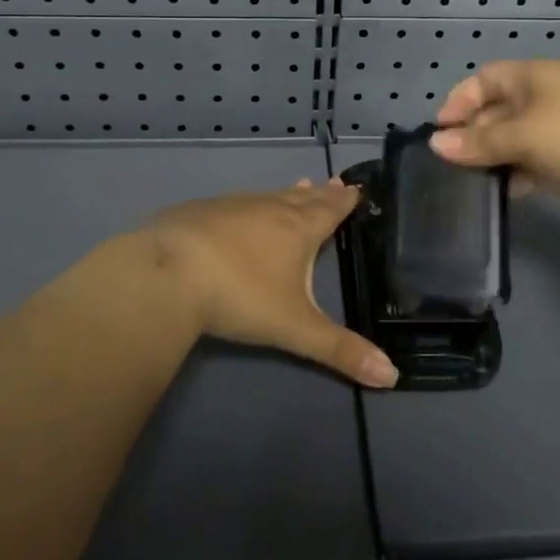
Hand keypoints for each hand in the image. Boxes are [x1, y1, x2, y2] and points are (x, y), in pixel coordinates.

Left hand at [144, 180, 397, 387]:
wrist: (166, 272)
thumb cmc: (239, 295)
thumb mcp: (295, 328)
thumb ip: (340, 351)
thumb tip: (393, 377)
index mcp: (297, 229)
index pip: (329, 210)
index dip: (345, 201)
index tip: (356, 188)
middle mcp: (268, 209)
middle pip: (302, 198)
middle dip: (320, 193)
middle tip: (335, 182)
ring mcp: (231, 206)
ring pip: (268, 197)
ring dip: (287, 195)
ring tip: (297, 187)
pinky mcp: (200, 211)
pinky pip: (236, 203)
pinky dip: (251, 204)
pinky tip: (241, 210)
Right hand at [430, 60, 559, 218]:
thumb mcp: (523, 136)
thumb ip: (478, 142)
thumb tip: (436, 143)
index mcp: (532, 78)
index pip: (484, 80)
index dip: (459, 101)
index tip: (441, 132)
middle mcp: (543, 99)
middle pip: (496, 112)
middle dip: (473, 135)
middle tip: (452, 164)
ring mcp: (559, 129)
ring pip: (514, 140)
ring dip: (494, 158)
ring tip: (471, 182)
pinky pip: (534, 162)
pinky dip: (518, 174)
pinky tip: (507, 191)